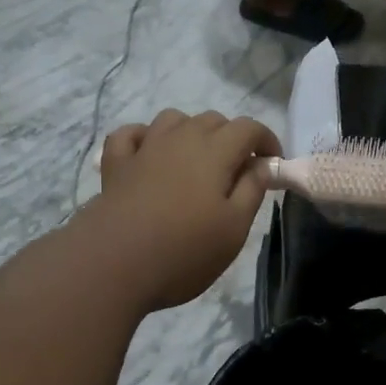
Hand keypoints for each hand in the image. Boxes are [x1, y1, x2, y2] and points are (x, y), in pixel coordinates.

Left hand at [92, 109, 281, 311]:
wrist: (112, 264)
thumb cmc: (184, 250)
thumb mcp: (234, 228)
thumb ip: (252, 190)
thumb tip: (263, 165)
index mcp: (215, 151)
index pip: (249, 127)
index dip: (267, 140)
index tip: (273, 164)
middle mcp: (180, 139)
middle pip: (213, 120)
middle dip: (232, 138)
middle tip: (238, 171)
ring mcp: (144, 148)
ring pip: (173, 120)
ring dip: (191, 132)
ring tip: (197, 161)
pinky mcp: (116, 164)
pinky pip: (131, 134)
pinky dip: (145, 137)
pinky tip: (150, 154)